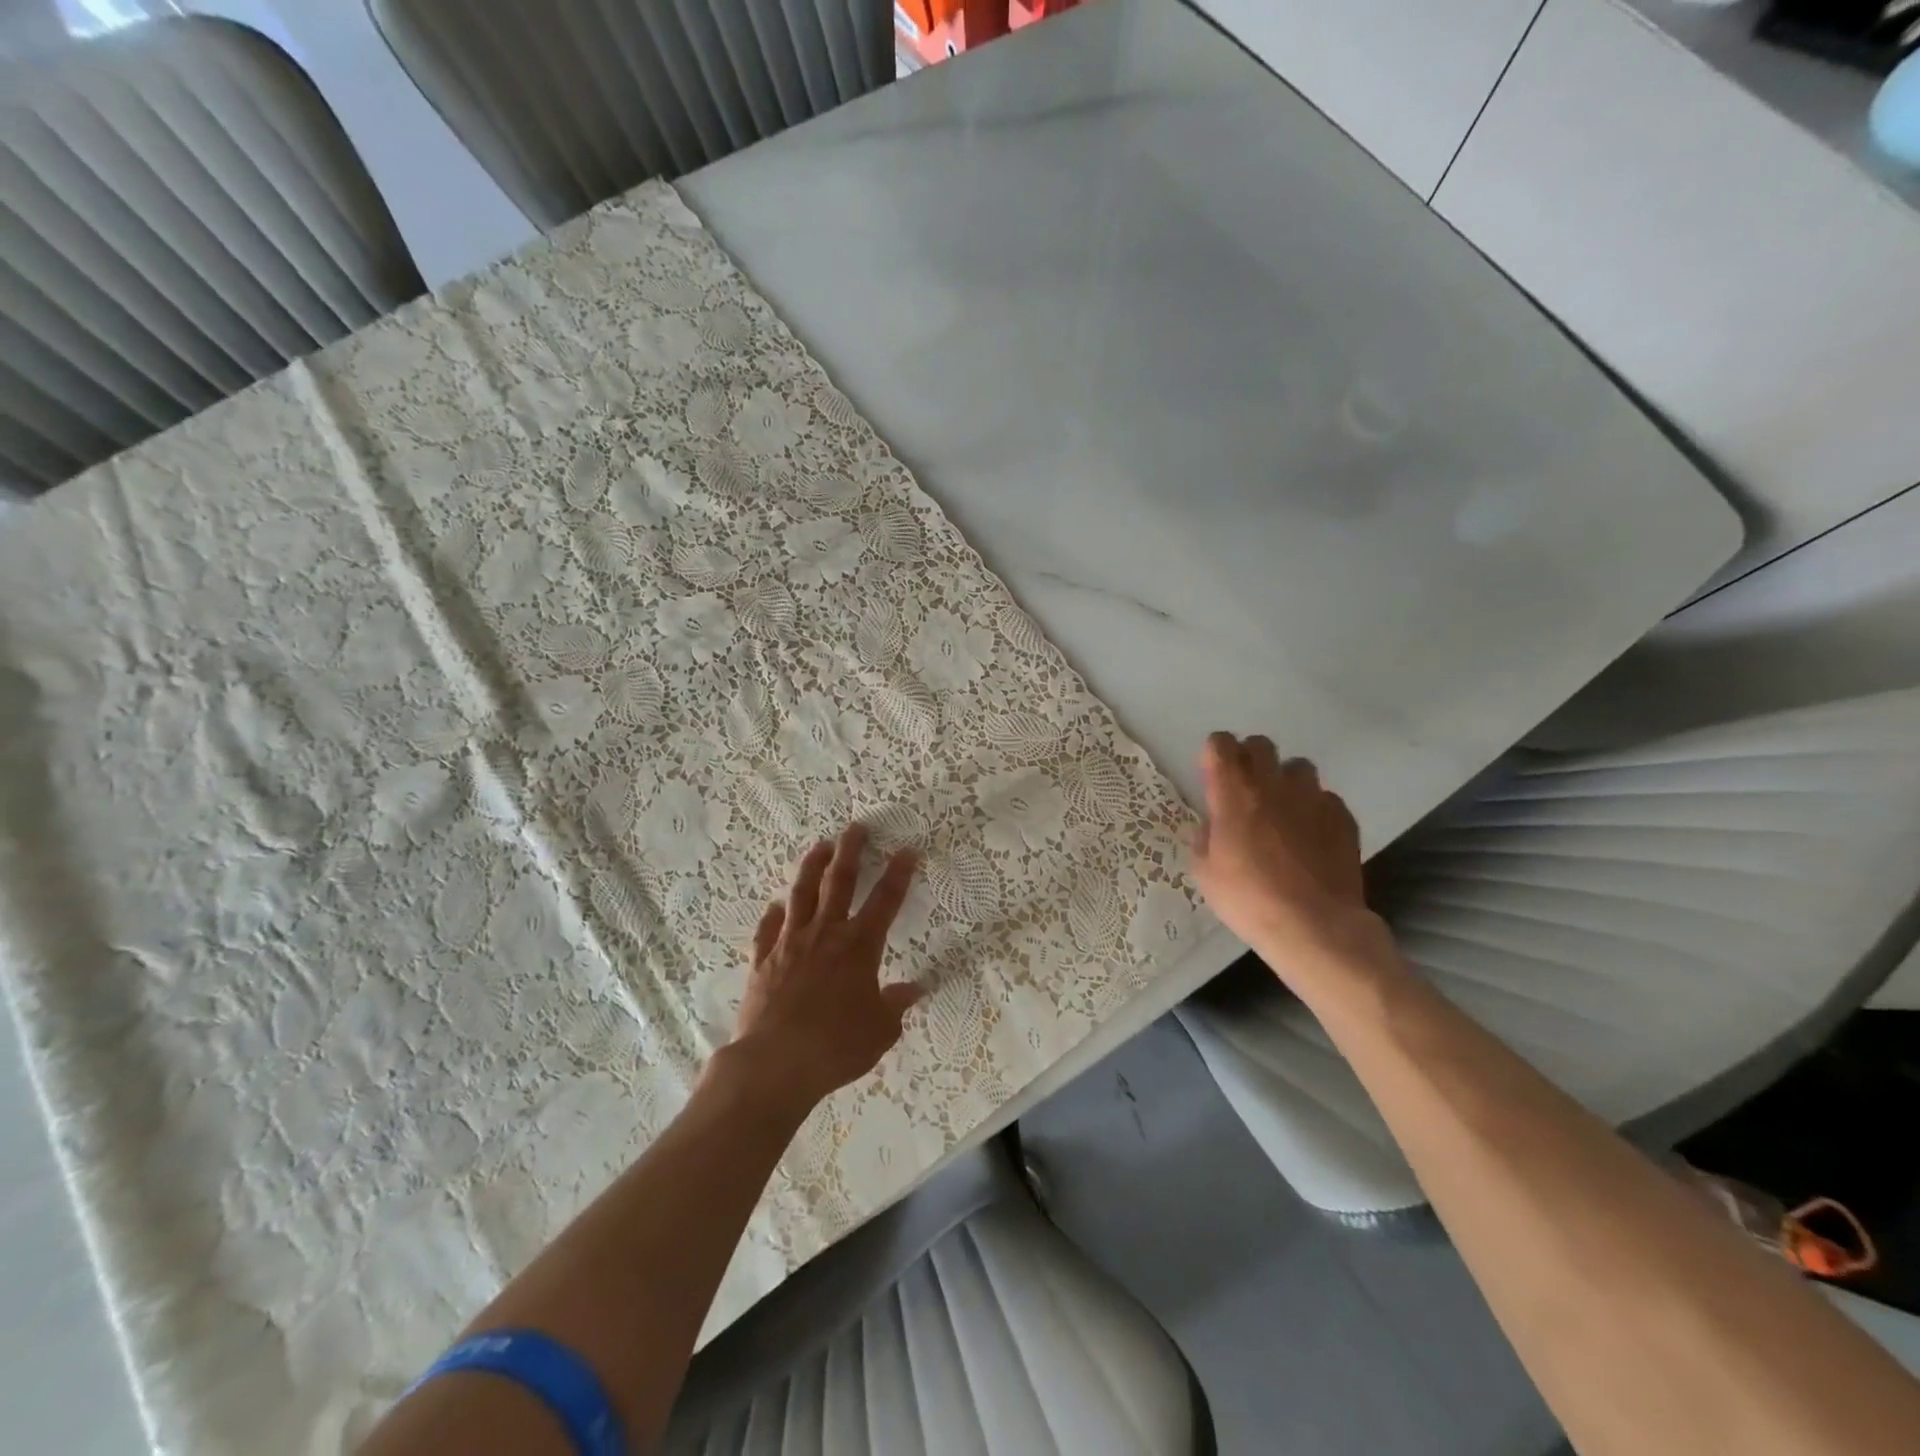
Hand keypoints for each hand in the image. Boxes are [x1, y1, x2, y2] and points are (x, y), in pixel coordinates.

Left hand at [721, 823, 923, 1112]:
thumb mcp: (880, 1031)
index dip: (899, 874)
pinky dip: (773, 915)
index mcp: (859, 947)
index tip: (907, 849)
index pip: (885, 901)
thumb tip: (914, 989)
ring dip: (812, 867)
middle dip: (850, 852)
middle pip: (840, 882)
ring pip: (802, 894)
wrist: (775, 1063)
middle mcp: (826, 934)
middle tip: (856, 828)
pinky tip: (776, 906)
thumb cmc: (836, 1046)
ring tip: (819, 847)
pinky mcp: (763, 961)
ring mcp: (790, 944)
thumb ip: (896, 1005)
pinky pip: (768, 929)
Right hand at [1189, 733, 1395, 990]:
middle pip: (1260, 745)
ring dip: (1285, 781)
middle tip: (1245, 789)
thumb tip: (1216, 825)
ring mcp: (1312, 798)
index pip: (1220, 744)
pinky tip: (1310, 836)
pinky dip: (1313, 809)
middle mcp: (1273, 785)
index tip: (1212, 773)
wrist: (1314, 926)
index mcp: (1234, 794)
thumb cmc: (1248, 899)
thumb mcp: (1205, 872)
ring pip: (1298, 766)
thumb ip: (1207, 836)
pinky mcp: (1342, 817)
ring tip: (1282, 810)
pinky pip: (1324, 797)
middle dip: (1249, 759)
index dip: (1214, 753)